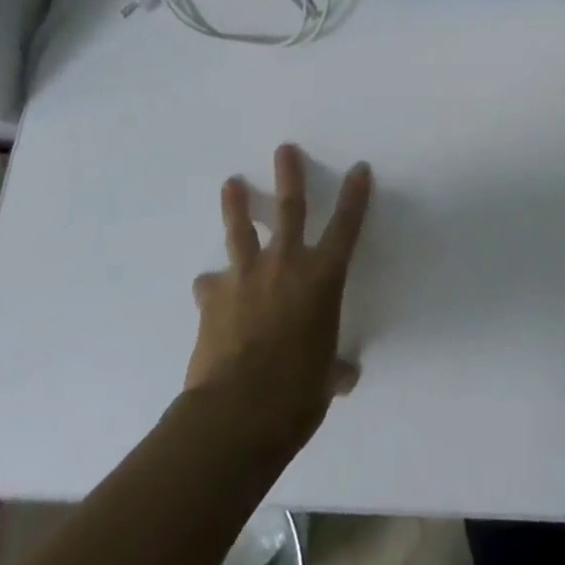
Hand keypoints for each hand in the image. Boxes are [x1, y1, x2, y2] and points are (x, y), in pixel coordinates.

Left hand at [184, 144, 372, 454]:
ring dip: (236, 205)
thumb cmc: (296, 396)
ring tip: (231, 183)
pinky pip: (210, 285)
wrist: (236, 414)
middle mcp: (286, 265)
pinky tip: (206, 288)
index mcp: (322, 279)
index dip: (354, 196)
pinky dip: (211, 286)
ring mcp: (246, 276)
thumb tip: (343, 377)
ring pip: (241, 229)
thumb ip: (333, 370)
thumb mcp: (324, 383)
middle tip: (284, 149)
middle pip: (290, 207)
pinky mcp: (212, 298)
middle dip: (289, 175)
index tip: (359, 168)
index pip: (346, 227)